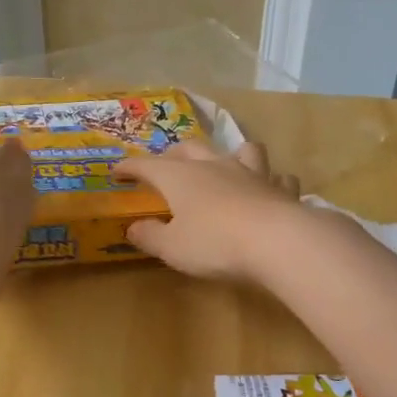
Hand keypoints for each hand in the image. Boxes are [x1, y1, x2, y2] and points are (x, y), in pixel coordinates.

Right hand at [114, 140, 303, 280]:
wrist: (277, 241)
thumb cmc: (214, 243)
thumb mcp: (172, 247)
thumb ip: (150, 236)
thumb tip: (133, 228)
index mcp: (181, 177)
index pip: (147, 165)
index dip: (129, 167)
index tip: (117, 171)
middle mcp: (215, 166)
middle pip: (191, 149)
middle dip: (174, 155)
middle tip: (166, 165)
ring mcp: (251, 173)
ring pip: (242, 149)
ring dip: (232, 154)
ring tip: (227, 164)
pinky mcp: (279, 188)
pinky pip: (277, 176)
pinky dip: (271, 180)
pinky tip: (270, 189)